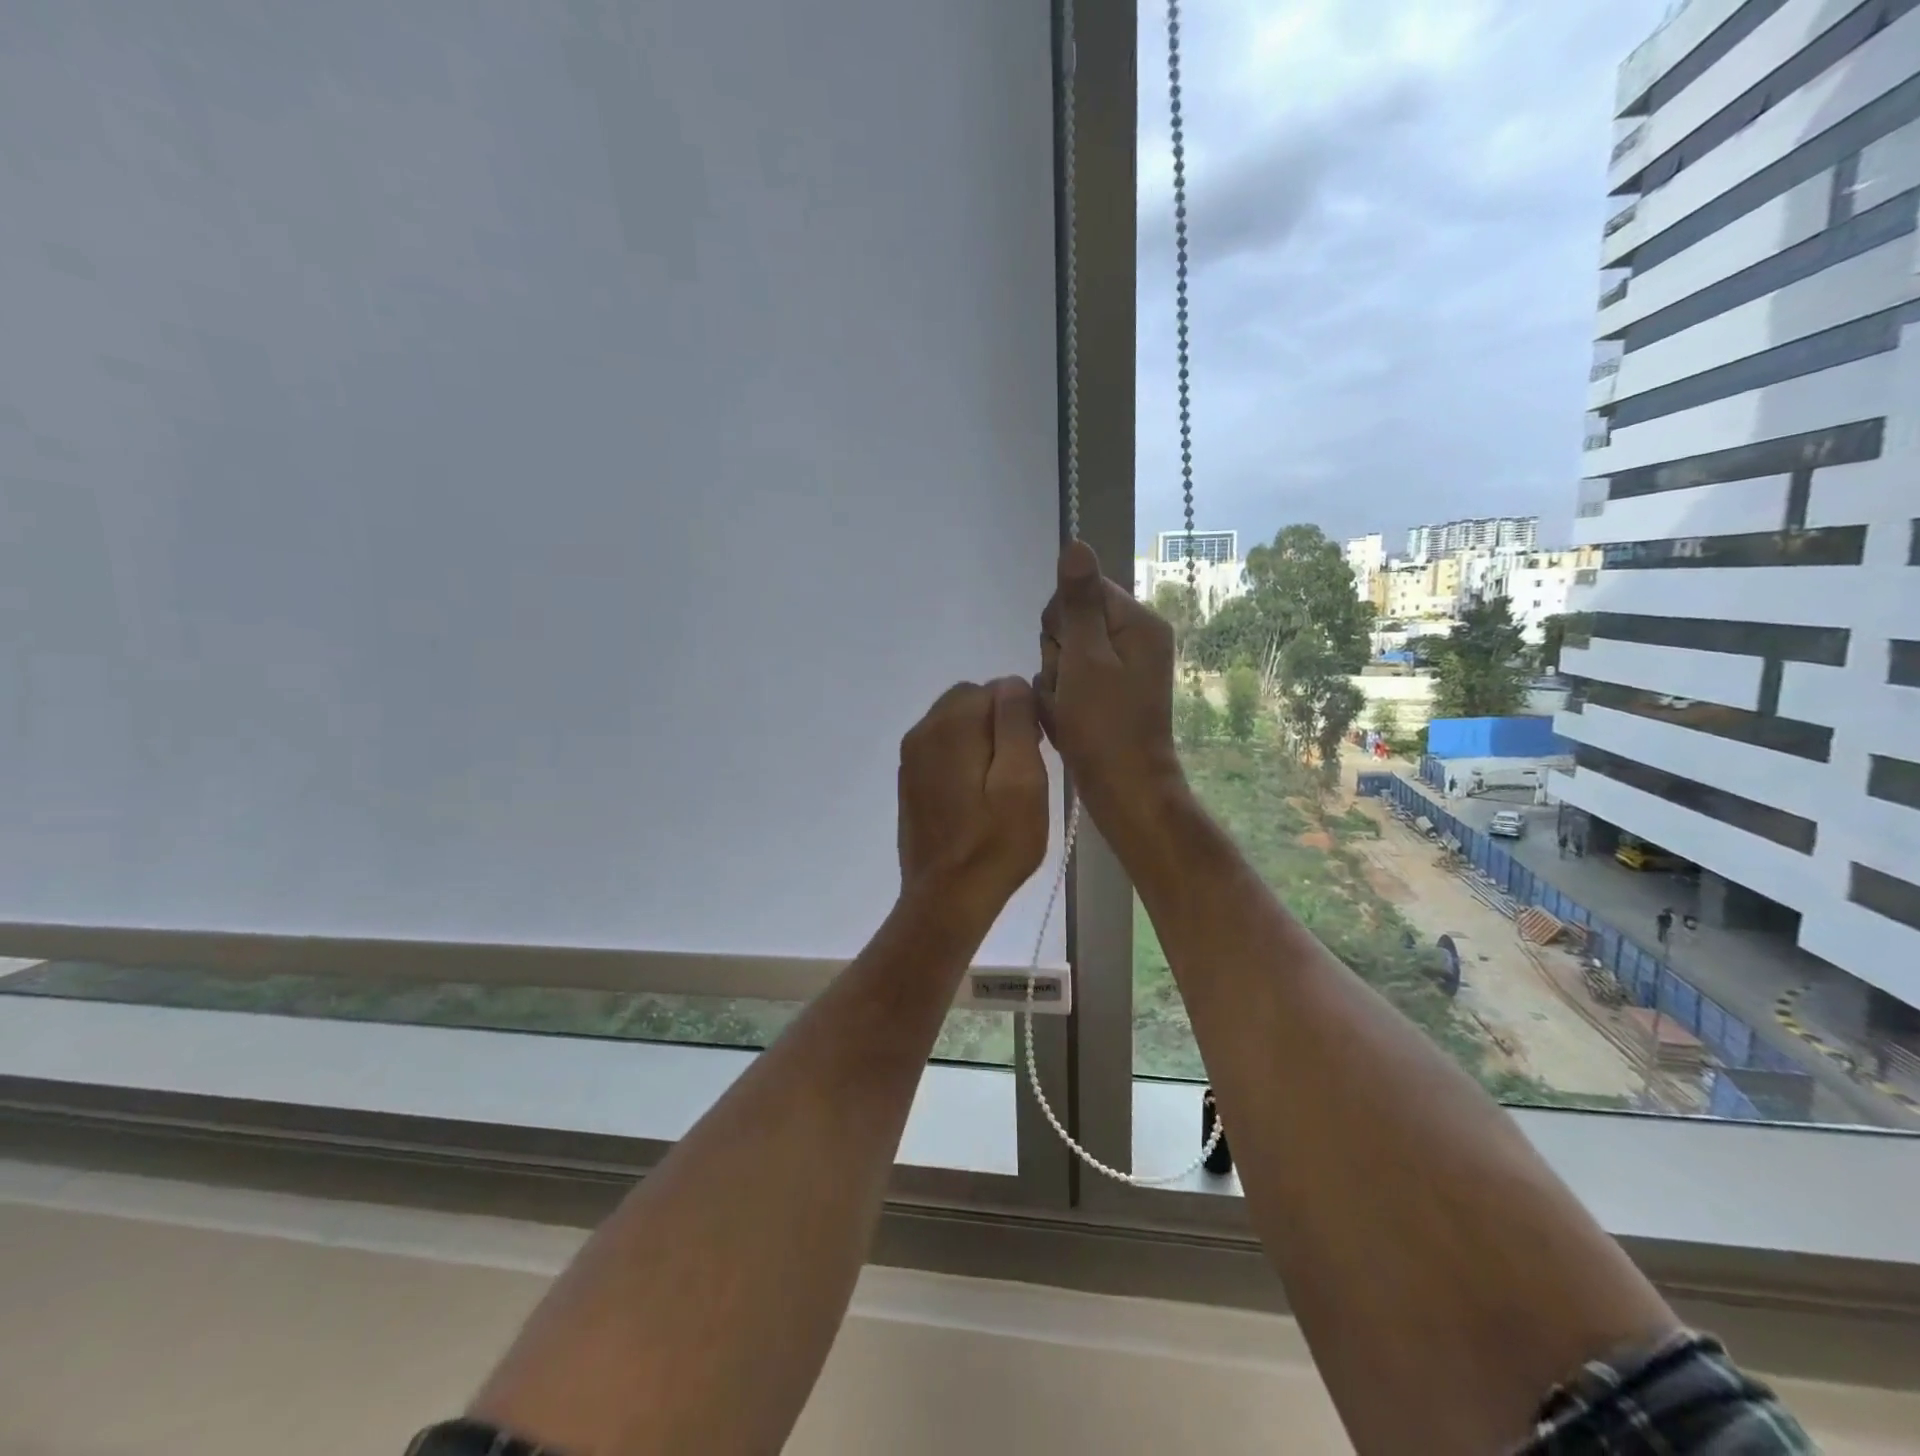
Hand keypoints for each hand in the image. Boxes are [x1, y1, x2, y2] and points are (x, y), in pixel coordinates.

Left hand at [897, 677, 1048, 926]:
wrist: (946, 899)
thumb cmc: (995, 843)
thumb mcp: (1023, 780)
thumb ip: (1016, 723)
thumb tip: (1011, 683)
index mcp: (949, 725)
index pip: (995, 688)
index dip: (1022, 714)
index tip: (1038, 750)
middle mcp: (922, 731)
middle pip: (971, 702)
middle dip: (1000, 723)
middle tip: (1023, 768)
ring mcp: (911, 758)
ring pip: (956, 725)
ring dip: (983, 741)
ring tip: (1003, 786)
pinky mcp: (910, 782)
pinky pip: (943, 750)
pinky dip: (964, 758)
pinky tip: (979, 797)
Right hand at [1036, 542, 1187, 835]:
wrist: (1124, 790)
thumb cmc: (1104, 726)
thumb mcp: (1086, 659)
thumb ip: (1078, 602)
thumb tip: (1076, 544)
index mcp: (1137, 623)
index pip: (1080, 590)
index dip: (1061, 623)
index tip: (1067, 658)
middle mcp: (1134, 639)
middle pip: (1069, 622)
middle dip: (1056, 655)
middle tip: (1069, 690)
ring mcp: (1122, 669)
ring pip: (1063, 654)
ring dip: (1054, 682)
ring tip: (1067, 711)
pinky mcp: (1108, 695)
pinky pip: (1070, 681)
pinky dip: (1061, 701)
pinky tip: (1067, 722)